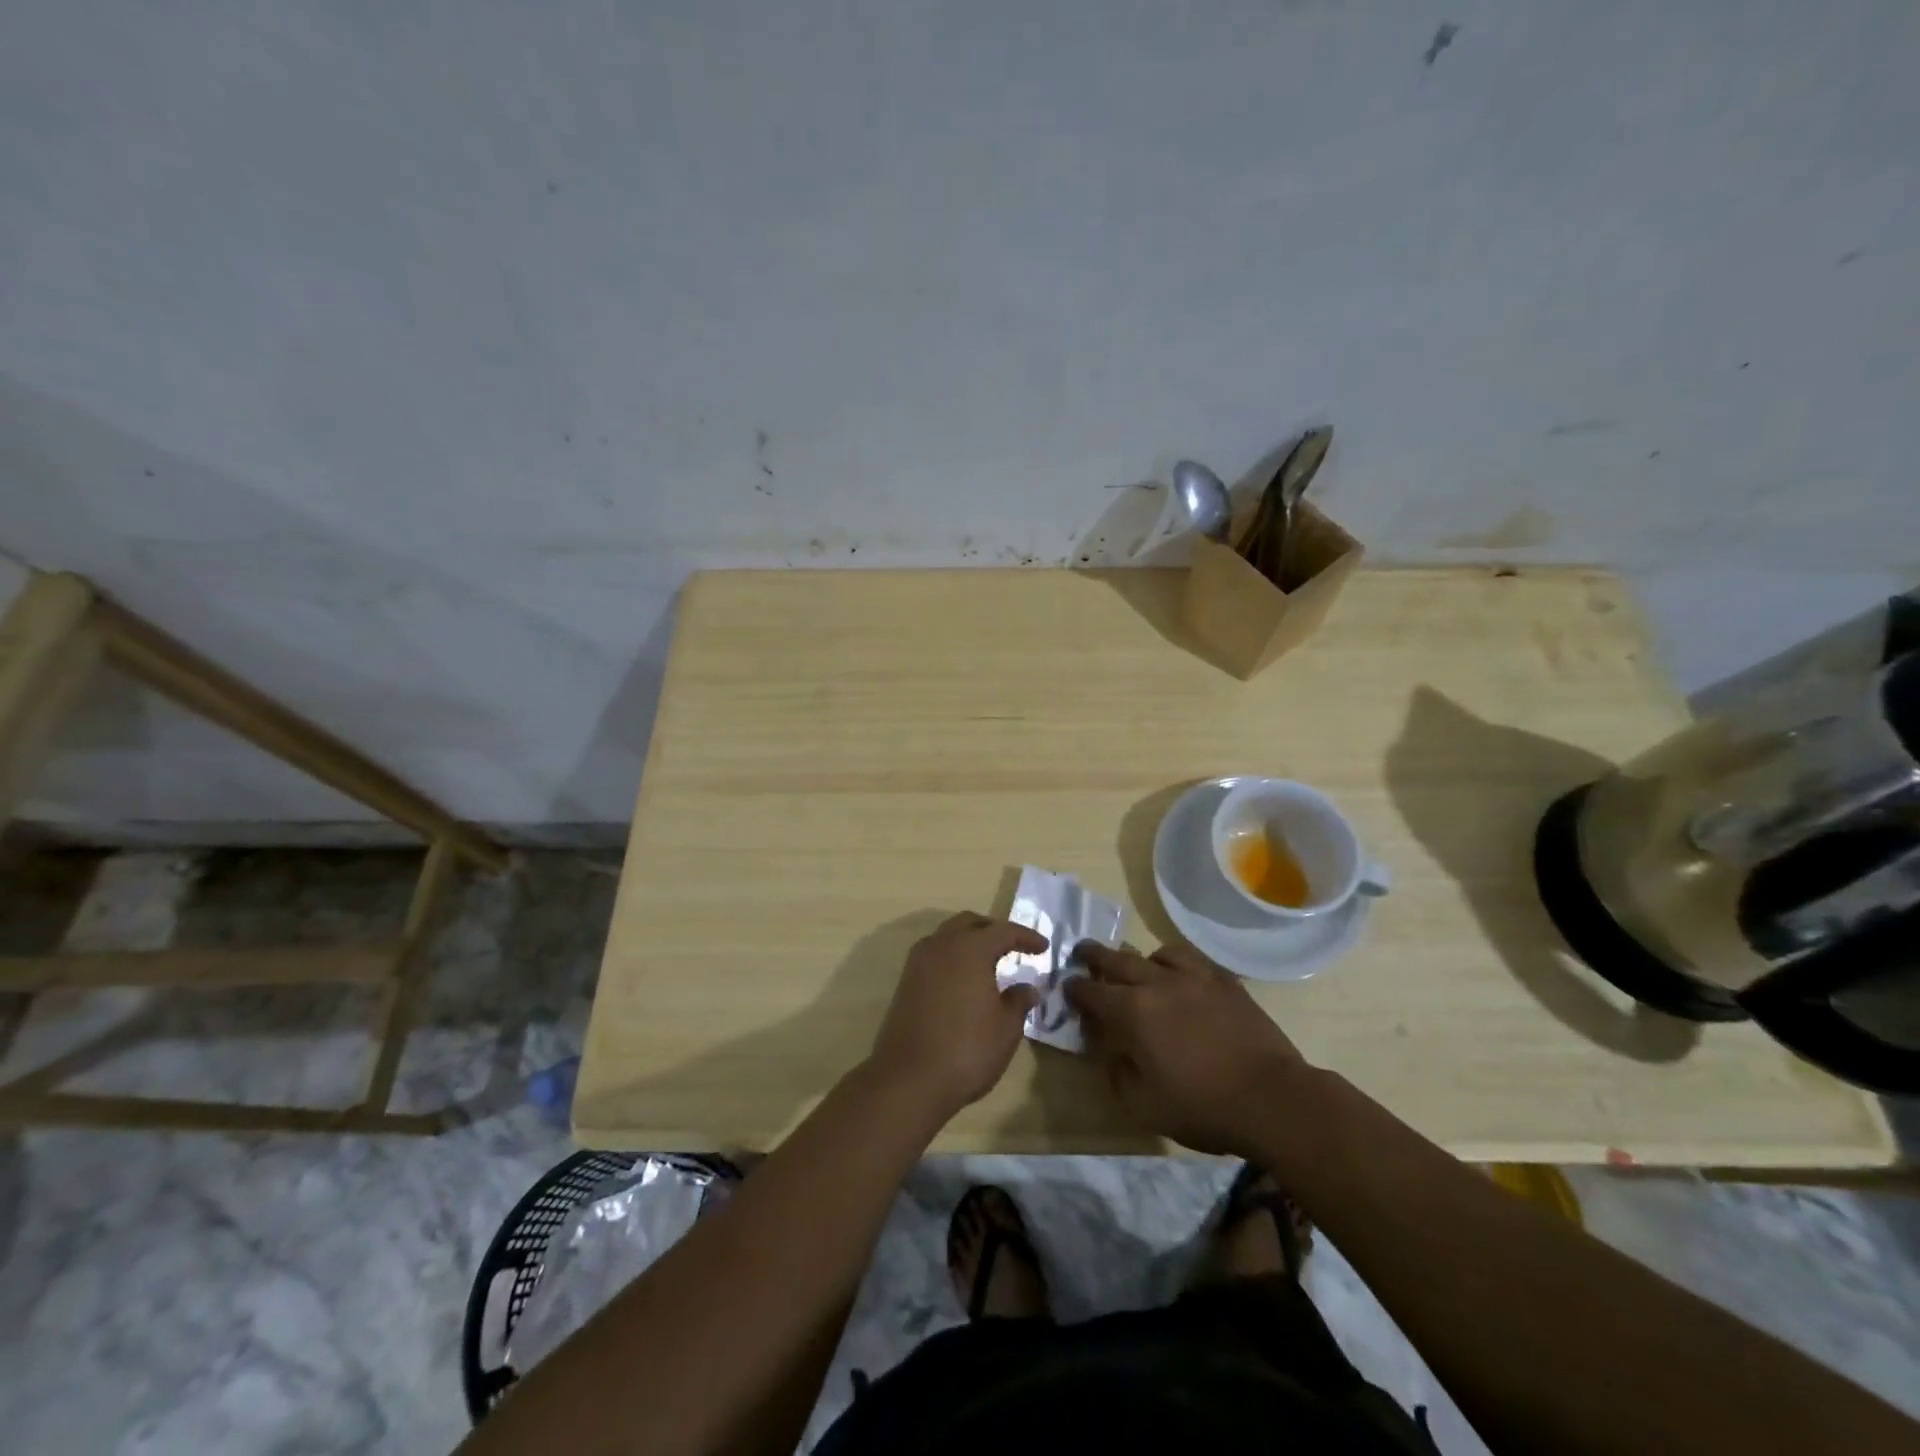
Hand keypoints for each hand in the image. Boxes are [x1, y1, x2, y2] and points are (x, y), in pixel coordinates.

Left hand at [867, 912, 1045, 1118]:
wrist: (909, 1078)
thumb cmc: (967, 1049)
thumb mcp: (1006, 1028)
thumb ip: (1018, 1001)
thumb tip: (1027, 988)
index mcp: (970, 948)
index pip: (1003, 931)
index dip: (1026, 937)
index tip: (1043, 947)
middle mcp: (941, 945)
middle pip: (969, 923)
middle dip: (993, 930)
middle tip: (1013, 946)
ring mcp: (918, 962)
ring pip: (947, 936)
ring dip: (969, 940)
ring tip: (989, 961)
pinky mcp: (905, 982)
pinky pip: (934, 955)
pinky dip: (952, 957)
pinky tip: (963, 979)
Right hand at [1066, 942, 1307, 1154]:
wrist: (1272, 1098)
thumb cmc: (1203, 1106)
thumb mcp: (1145, 1105)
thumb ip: (1118, 1073)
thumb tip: (1110, 1051)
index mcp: (1133, 1012)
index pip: (1092, 992)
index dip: (1075, 990)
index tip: (1067, 988)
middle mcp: (1158, 983)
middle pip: (1117, 960)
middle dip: (1095, 956)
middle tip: (1082, 953)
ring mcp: (1194, 978)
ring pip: (1157, 953)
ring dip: (1140, 958)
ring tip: (1139, 967)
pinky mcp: (1224, 982)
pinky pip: (1193, 959)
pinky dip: (1177, 963)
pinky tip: (1181, 977)